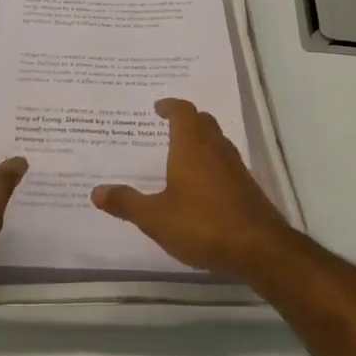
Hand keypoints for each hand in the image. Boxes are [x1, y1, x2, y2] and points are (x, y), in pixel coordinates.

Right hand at [91, 98, 293, 277]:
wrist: (259, 249)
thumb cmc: (202, 225)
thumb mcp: (156, 218)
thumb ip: (127, 203)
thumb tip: (96, 191)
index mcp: (192, 146)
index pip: (183, 112)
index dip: (170, 106)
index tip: (158, 108)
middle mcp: (216, 149)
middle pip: (203, 122)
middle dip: (187, 120)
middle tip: (169, 126)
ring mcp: (236, 168)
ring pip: (217, 141)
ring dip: (201, 140)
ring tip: (182, 154)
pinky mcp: (248, 187)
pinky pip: (226, 163)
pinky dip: (212, 163)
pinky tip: (202, 185)